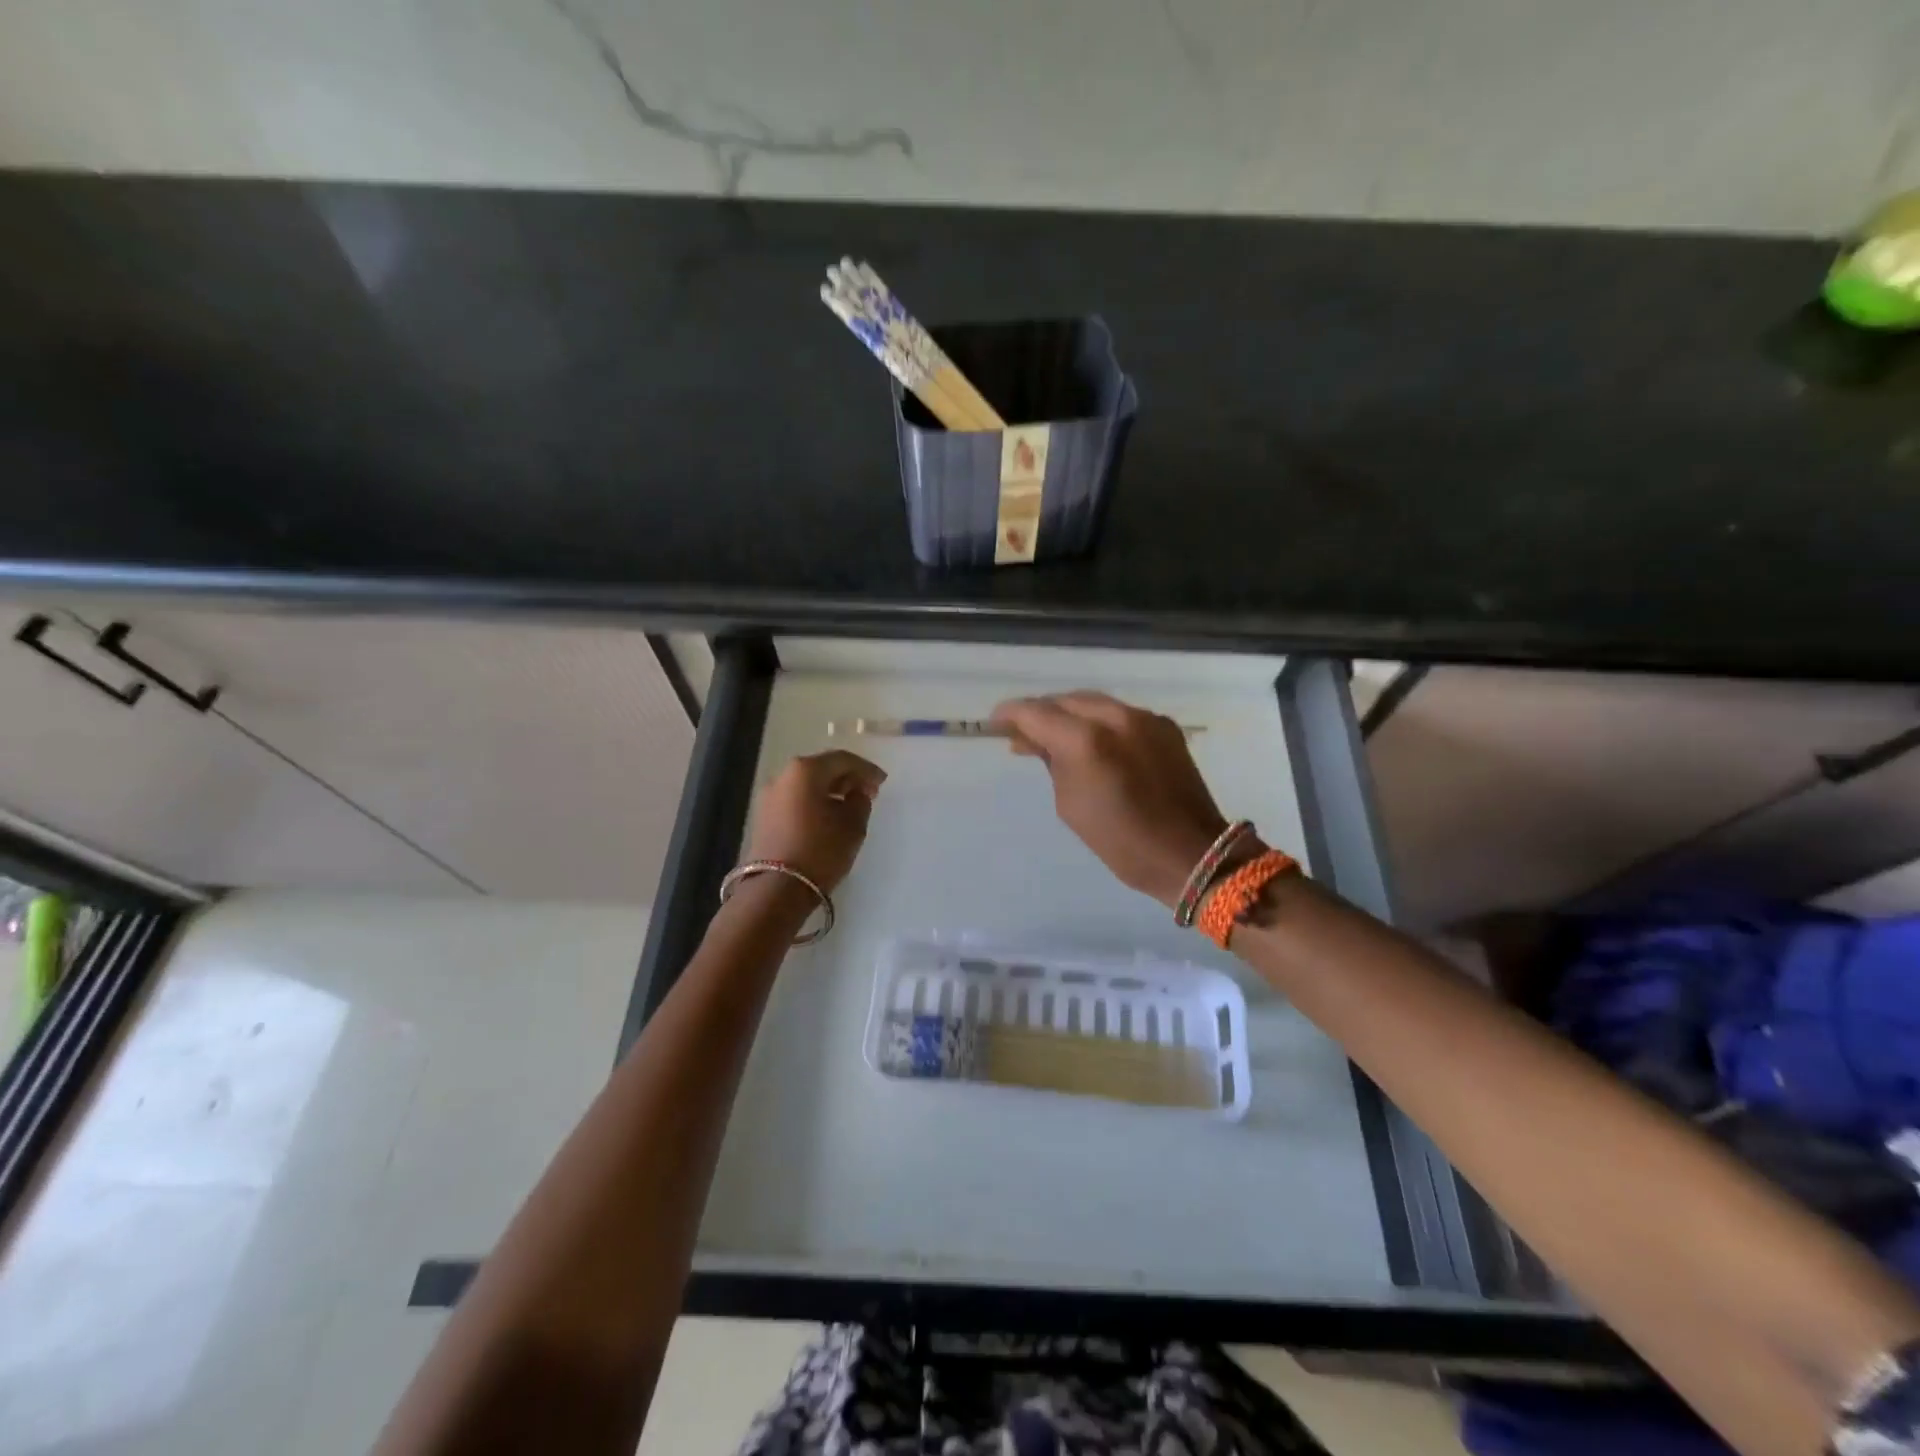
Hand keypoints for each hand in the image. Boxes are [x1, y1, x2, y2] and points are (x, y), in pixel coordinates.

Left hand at [743, 751, 886, 892]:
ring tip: (850, 806)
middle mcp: (783, 776)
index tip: (882, 782)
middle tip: (869, 792)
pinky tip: (829, 817)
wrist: (776, 890)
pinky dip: (814, 803)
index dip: (866, 769)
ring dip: (830, 791)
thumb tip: (856, 793)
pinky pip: (796, 800)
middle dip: (847, 778)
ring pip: (807, 785)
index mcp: (805, 770)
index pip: (842, 760)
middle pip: (821, 768)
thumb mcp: (853, 825)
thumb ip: (860, 801)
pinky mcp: (764, 817)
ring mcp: (769, 797)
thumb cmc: (820, 850)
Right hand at [990, 692, 1227, 907]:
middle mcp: (1114, 717)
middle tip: (1023, 734)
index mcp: (1085, 741)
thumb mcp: (1070, 805)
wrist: (1190, 853)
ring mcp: (1143, 718)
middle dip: (1041, 713)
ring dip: (1070, 715)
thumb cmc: (1121, 841)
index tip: (995, 724)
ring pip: (1093, 703)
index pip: (1035, 712)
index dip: (1010, 714)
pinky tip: (1094, 742)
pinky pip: (1120, 713)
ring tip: (1055, 736)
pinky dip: (1099, 722)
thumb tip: (1037, 741)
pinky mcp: (1163, 725)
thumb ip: (1051, 763)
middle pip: (1064, 701)